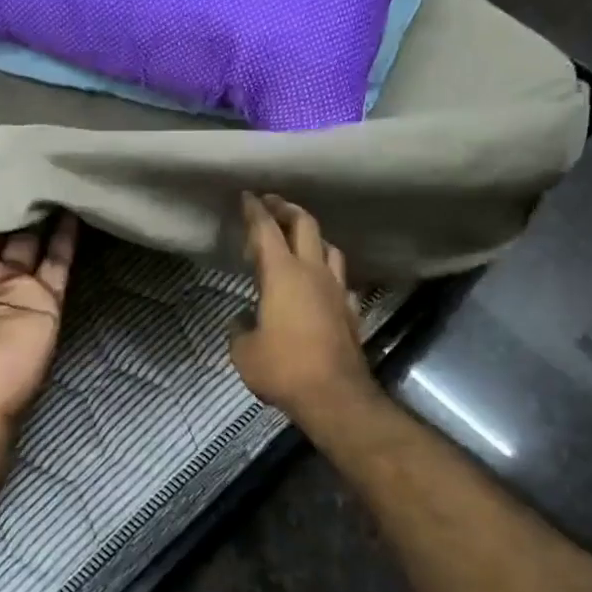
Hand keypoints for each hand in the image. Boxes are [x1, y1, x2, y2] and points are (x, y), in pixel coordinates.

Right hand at [230, 193, 376, 424]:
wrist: (334, 395)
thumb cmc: (283, 368)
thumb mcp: (244, 351)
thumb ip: (241, 329)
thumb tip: (245, 320)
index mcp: (282, 275)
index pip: (266, 231)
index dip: (254, 211)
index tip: (246, 196)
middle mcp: (313, 273)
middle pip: (305, 226)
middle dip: (286, 209)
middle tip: (272, 204)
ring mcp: (337, 290)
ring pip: (329, 248)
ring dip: (312, 236)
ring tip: (298, 239)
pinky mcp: (351, 311)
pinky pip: (341, 279)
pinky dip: (327, 271)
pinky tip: (320, 282)